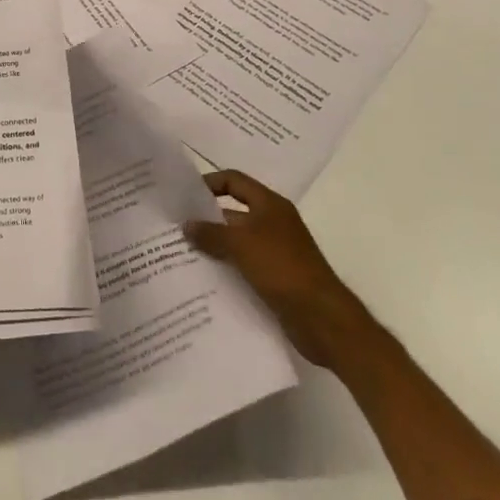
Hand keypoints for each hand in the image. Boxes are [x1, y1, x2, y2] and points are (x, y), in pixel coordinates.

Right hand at [183, 169, 369, 370]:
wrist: (323, 319)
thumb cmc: (282, 268)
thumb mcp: (241, 244)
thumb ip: (211, 232)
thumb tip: (186, 225)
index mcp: (270, 205)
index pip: (234, 181)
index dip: (209, 182)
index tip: (184, 195)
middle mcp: (273, 223)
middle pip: (234, 212)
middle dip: (207, 218)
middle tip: (176, 225)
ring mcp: (276, 252)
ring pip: (237, 241)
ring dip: (215, 245)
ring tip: (184, 252)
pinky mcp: (276, 278)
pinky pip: (245, 265)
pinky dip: (227, 267)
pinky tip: (205, 277)